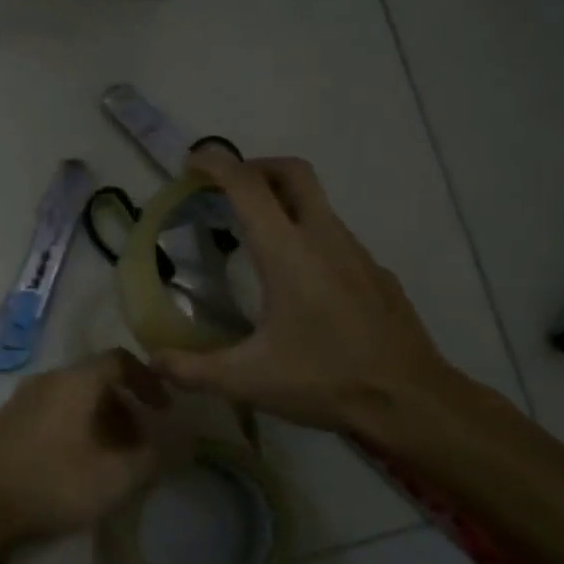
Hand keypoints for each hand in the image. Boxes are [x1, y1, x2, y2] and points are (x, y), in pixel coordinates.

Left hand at [0, 349, 168, 549]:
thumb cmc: (52, 484)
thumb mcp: (115, 477)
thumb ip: (150, 459)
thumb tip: (169, 447)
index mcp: (75, 381)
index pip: (120, 359)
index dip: (148, 380)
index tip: (163, 409)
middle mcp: (47, 379)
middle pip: (96, 380)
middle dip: (125, 407)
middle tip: (139, 442)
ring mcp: (21, 400)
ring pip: (73, 399)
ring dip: (100, 421)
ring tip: (111, 458)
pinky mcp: (5, 423)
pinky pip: (52, 413)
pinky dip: (75, 429)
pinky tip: (75, 466)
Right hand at [151, 153, 465, 437]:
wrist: (410, 399)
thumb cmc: (326, 381)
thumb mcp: (248, 381)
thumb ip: (193, 370)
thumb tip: (154, 361)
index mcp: (288, 254)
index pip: (248, 187)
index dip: (217, 165)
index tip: (192, 163)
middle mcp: (324, 239)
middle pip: (292, 173)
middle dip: (255, 167)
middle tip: (226, 189)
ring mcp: (357, 254)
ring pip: (317, 204)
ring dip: (283, 203)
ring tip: (255, 240)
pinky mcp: (376, 274)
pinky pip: (335, 238)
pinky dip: (308, 237)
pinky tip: (300, 285)